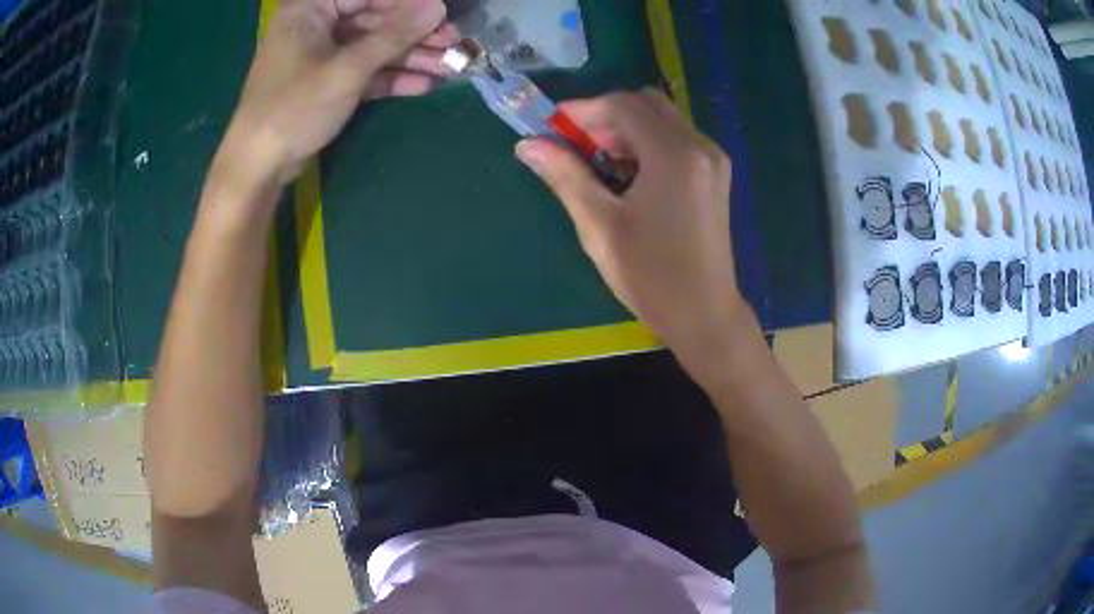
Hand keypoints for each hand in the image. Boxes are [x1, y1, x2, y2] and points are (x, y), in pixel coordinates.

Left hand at [220, 0, 455, 186]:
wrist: (259, 166)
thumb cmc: (294, 108)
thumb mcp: (347, 69)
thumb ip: (393, 36)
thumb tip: (438, 7)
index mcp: (311, 8)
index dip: (409, 4)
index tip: (444, 13)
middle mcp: (316, 24)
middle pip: (375, 20)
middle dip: (414, 34)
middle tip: (454, 43)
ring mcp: (321, 54)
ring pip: (373, 46)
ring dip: (410, 57)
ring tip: (450, 67)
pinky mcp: (326, 81)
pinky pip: (364, 70)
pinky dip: (390, 77)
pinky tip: (423, 85)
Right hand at [515, 89, 749, 374]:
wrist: (705, 314)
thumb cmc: (651, 276)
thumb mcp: (600, 226)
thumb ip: (565, 176)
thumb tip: (528, 145)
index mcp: (674, 155)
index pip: (622, 105)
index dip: (582, 110)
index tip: (552, 130)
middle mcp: (699, 146)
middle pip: (646, 104)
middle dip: (606, 117)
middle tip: (577, 147)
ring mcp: (713, 160)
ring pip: (662, 120)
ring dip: (626, 130)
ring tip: (599, 165)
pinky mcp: (715, 175)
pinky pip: (676, 140)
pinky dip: (647, 144)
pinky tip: (629, 176)